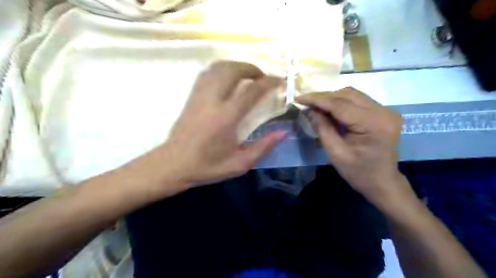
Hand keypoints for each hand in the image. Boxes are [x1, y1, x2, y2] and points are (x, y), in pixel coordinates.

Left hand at [155, 60, 287, 188]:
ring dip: (236, 66)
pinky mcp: (191, 96)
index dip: (269, 82)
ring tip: (247, 76)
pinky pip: (207, 73)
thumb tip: (283, 132)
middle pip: (233, 70)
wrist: (173, 164)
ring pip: (218, 67)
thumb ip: (263, 147)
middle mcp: (212, 101)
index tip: (280, 81)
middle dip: (252, 68)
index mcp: (227, 118)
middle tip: (263, 77)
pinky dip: (221, 70)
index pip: (252, 91)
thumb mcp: (239, 164)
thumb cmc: (207, 166)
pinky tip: (228, 79)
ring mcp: (199, 96)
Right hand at [295, 88, 403, 204]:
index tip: (298, 98)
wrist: (382, 182)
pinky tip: (330, 110)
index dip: (317, 99)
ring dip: (332, 98)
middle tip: (305, 102)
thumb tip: (309, 110)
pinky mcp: (383, 112)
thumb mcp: (335, 152)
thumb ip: (322, 128)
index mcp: (373, 124)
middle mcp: (383, 112)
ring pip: (353, 94)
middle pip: (347, 95)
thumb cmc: (358, 172)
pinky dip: (341, 102)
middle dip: (324, 97)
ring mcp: (385, 110)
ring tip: (316, 106)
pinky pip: (358, 100)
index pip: (340, 104)